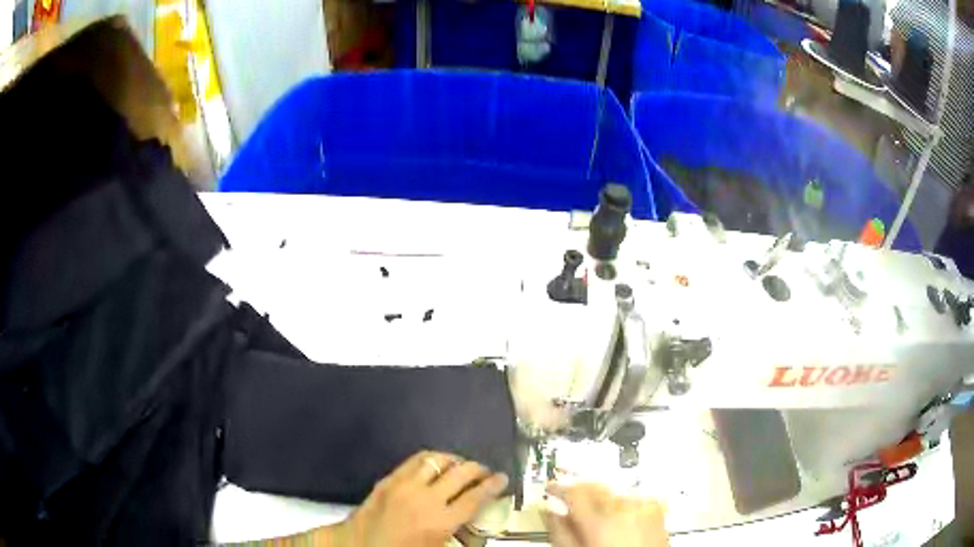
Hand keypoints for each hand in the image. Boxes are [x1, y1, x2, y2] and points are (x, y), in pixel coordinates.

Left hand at [335, 451, 508, 546]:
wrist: (358, 546)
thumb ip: (459, 536)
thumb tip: (476, 528)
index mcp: (440, 522)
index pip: (475, 497)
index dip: (493, 485)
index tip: (503, 478)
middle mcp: (426, 499)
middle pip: (461, 473)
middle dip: (479, 469)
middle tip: (485, 473)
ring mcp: (404, 485)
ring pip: (437, 460)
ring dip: (455, 460)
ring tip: (462, 466)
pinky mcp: (388, 479)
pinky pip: (415, 460)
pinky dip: (431, 459)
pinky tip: (435, 465)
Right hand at [543, 483, 667, 546]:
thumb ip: (560, 531)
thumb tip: (549, 510)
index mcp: (601, 521)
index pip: (574, 490)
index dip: (558, 486)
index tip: (550, 488)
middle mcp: (624, 507)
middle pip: (595, 483)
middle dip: (578, 486)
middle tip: (567, 493)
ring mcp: (644, 504)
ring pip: (613, 486)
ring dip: (599, 491)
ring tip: (591, 505)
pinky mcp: (656, 505)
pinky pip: (631, 493)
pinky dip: (618, 497)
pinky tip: (614, 510)